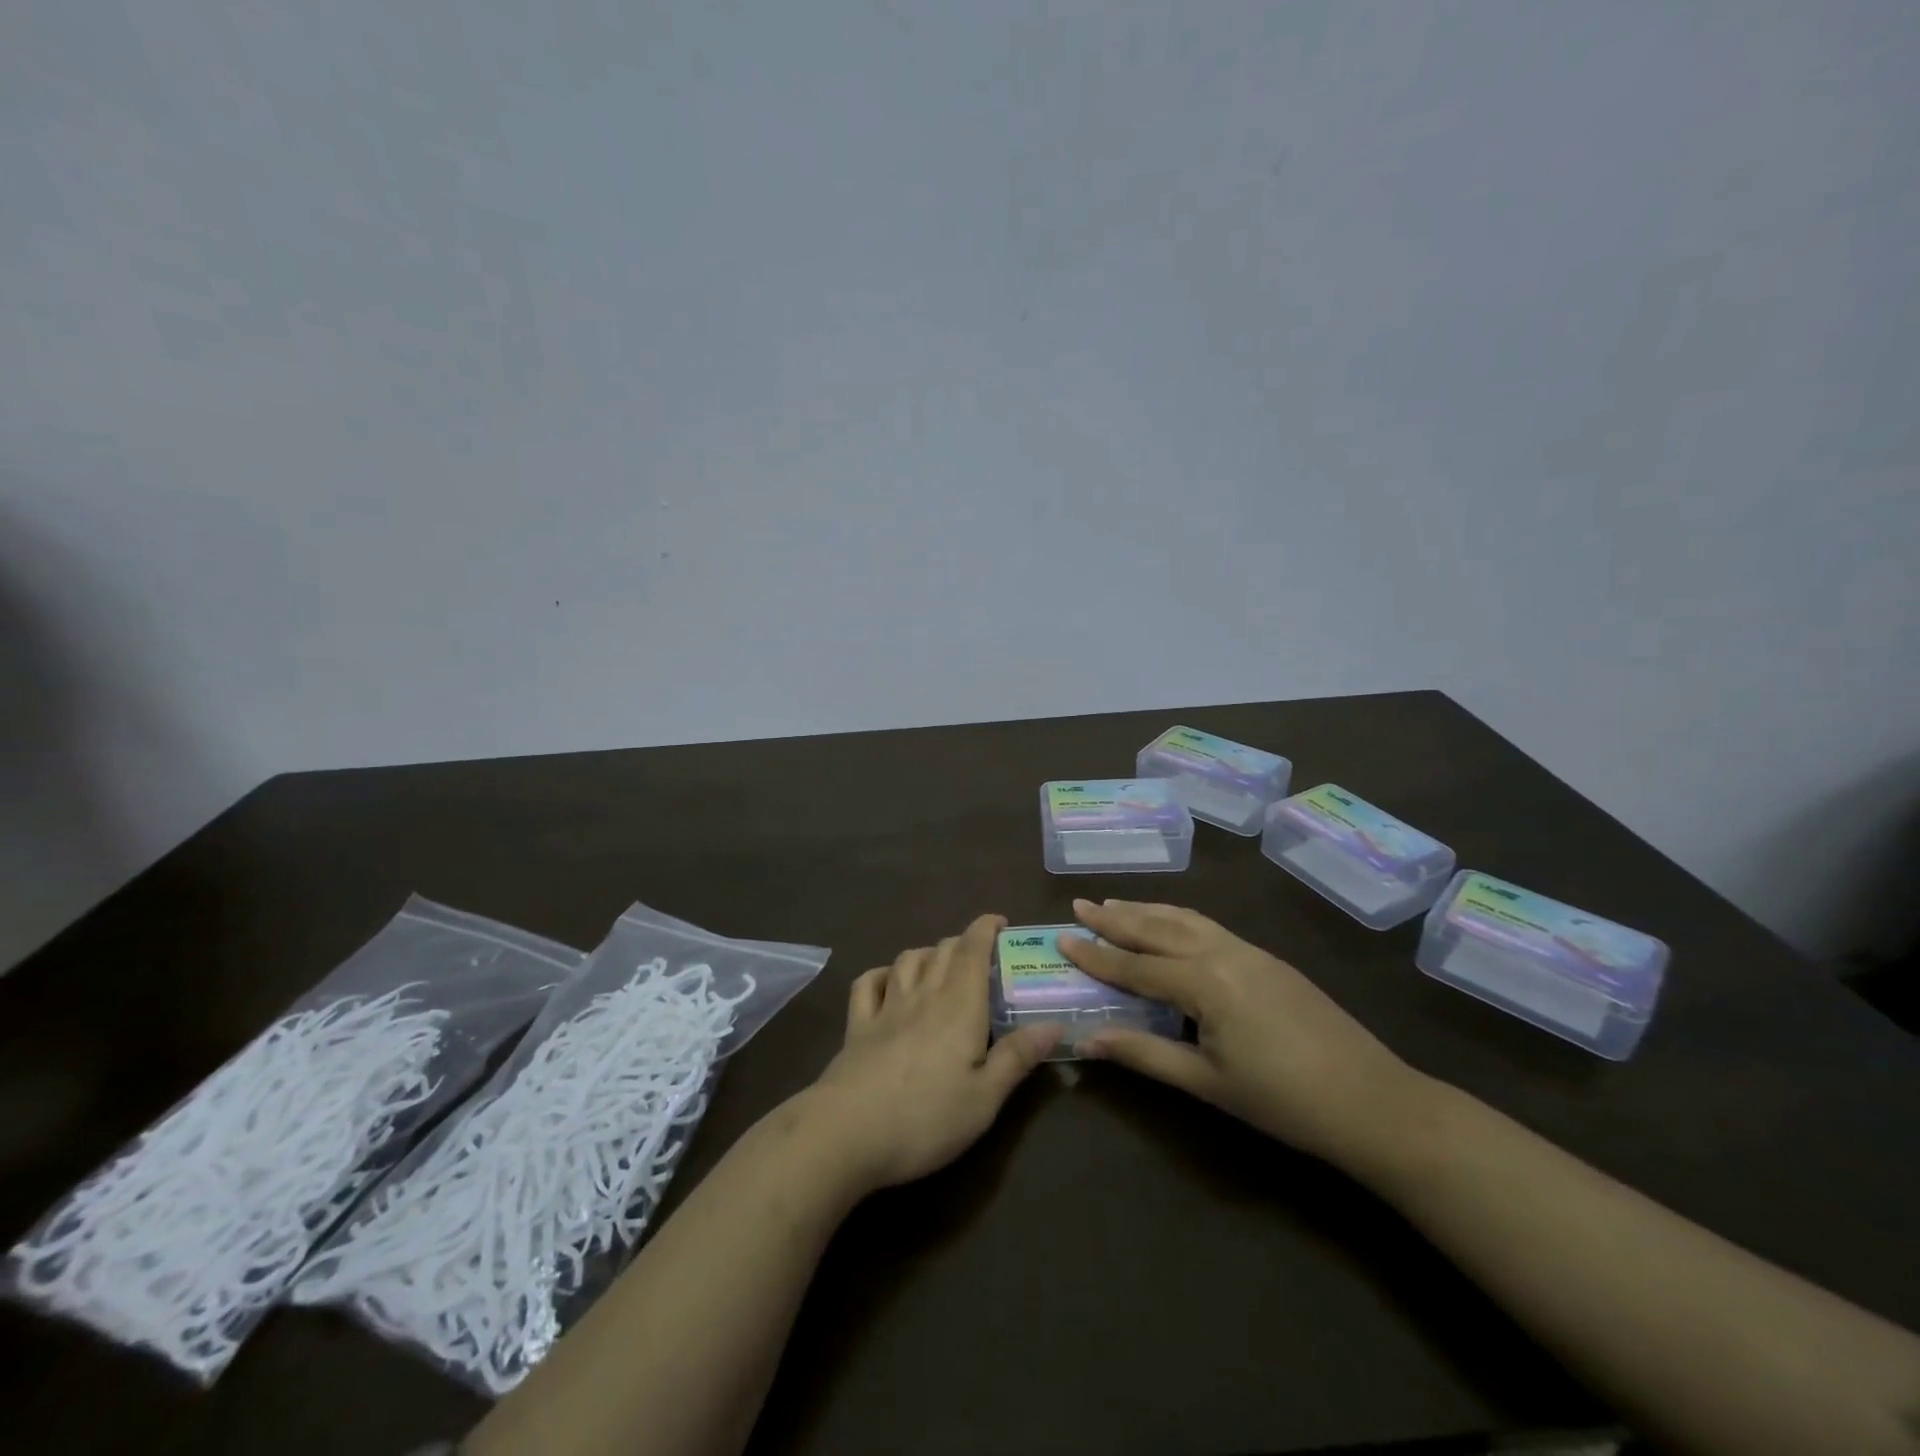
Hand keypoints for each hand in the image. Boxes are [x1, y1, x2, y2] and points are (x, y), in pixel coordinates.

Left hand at [800, 914, 1059, 1192]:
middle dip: (962, 942)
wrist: (848, 1132)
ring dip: (927, 953)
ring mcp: (886, 1008)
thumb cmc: (926, 1118)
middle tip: (980, 957)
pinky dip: (882, 974)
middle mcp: (923, 996)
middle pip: (942, 951)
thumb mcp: (985, 1099)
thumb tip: (1053, 1024)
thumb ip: (1017, 1058)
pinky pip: (868, 983)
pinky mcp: (857, 1026)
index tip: (1001, 922)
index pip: (973, 950)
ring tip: (939, 965)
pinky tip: (889, 982)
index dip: (986, 928)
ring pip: (907, 960)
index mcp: (959, 1007)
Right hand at [1060, 898, 1424, 1170]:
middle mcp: (1222, 952)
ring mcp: (1249, 951)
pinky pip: (1209, 926)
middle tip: (1080, 904)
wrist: (1373, 1101)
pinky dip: (1178, 918)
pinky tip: (1171, 924)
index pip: (1136, 965)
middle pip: (1158, 928)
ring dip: (1147, 910)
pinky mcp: (1268, 958)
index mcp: (1204, 981)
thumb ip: (1146, 1054)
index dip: (1096, 955)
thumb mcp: (1208, 1083)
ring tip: (1116, 904)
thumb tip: (1090, 1038)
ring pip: (1186, 918)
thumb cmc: (1284, 1100)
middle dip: (1116, 917)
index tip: (1062, 937)